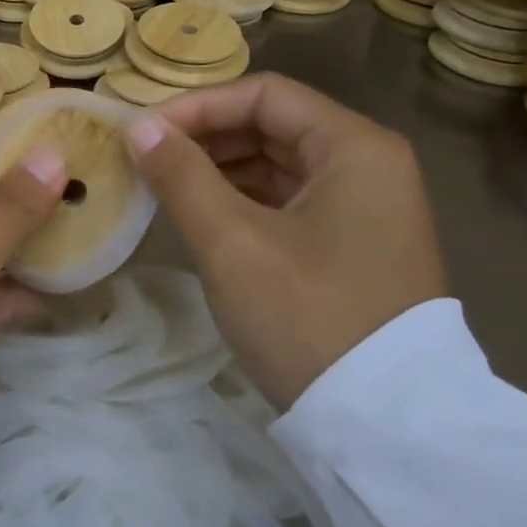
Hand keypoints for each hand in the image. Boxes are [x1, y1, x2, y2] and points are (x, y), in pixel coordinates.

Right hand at [125, 74, 446, 410]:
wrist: (388, 430)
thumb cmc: (308, 317)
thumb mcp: (232, 242)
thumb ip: (181, 175)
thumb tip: (139, 128)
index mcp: (355, 147)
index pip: (264, 95)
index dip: (198, 106)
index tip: (145, 133)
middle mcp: (369, 165)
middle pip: (273, 125)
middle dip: (206, 137)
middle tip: (147, 159)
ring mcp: (366, 207)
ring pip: (279, 164)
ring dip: (219, 168)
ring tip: (164, 186)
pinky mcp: (355, 244)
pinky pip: (289, 200)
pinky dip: (243, 200)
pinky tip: (202, 215)